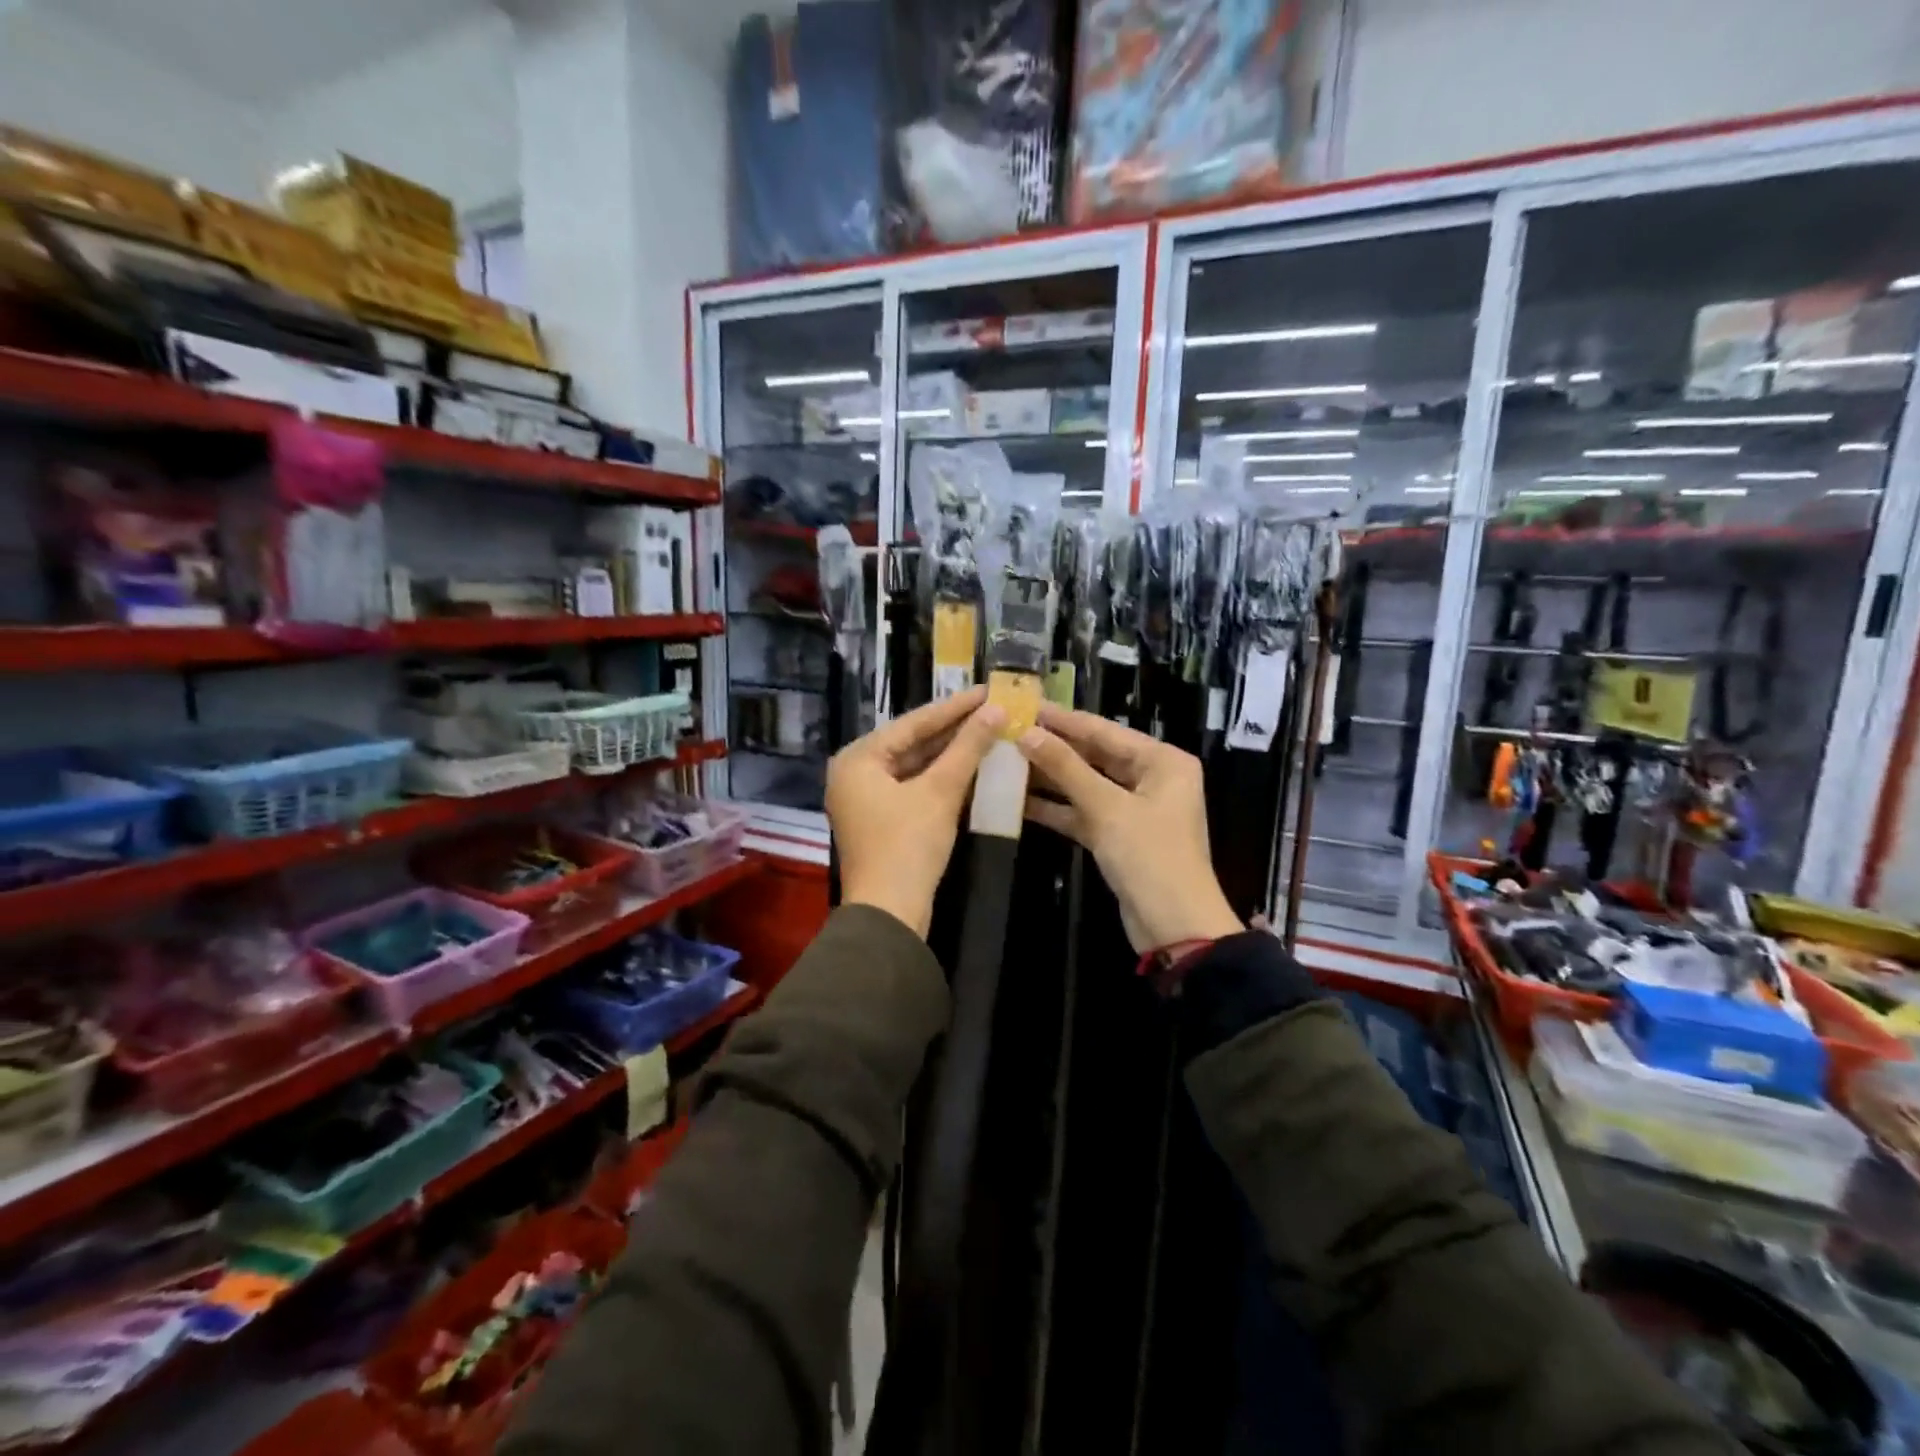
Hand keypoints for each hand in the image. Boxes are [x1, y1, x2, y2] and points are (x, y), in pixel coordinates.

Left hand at [827, 687, 1005, 937]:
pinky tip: (973, 766)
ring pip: (915, 766)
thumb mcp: (940, 792)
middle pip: (912, 743)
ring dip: (951, 753)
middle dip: (954, 729)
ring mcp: (866, 798)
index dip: (954, 707)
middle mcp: (856, 773)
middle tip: (992, 709)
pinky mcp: (882, 820)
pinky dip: (942, 778)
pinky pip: (914, 787)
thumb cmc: (908, 845)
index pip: (913, 723)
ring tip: (989, 731)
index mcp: (858, 758)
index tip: (987, 690)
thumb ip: (968, 748)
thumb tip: (996, 710)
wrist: (890, 914)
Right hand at [1017, 705, 1240, 953]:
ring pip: (1086, 784)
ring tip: (1006, 761)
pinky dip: (1056, 808)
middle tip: (1010, 731)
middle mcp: (1152, 778)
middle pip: (1095, 755)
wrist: (1175, 927)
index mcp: (1163, 761)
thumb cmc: (1150, 857)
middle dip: (1054, 747)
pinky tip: (1018, 800)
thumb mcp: (1107, 808)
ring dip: (1050, 777)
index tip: (1026, 705)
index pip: (1105, 731)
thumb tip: (1026, 733)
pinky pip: (1083, 812)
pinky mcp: (1118, 836)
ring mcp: (1134, 808)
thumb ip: (1066, 768)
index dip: (1064, 720)